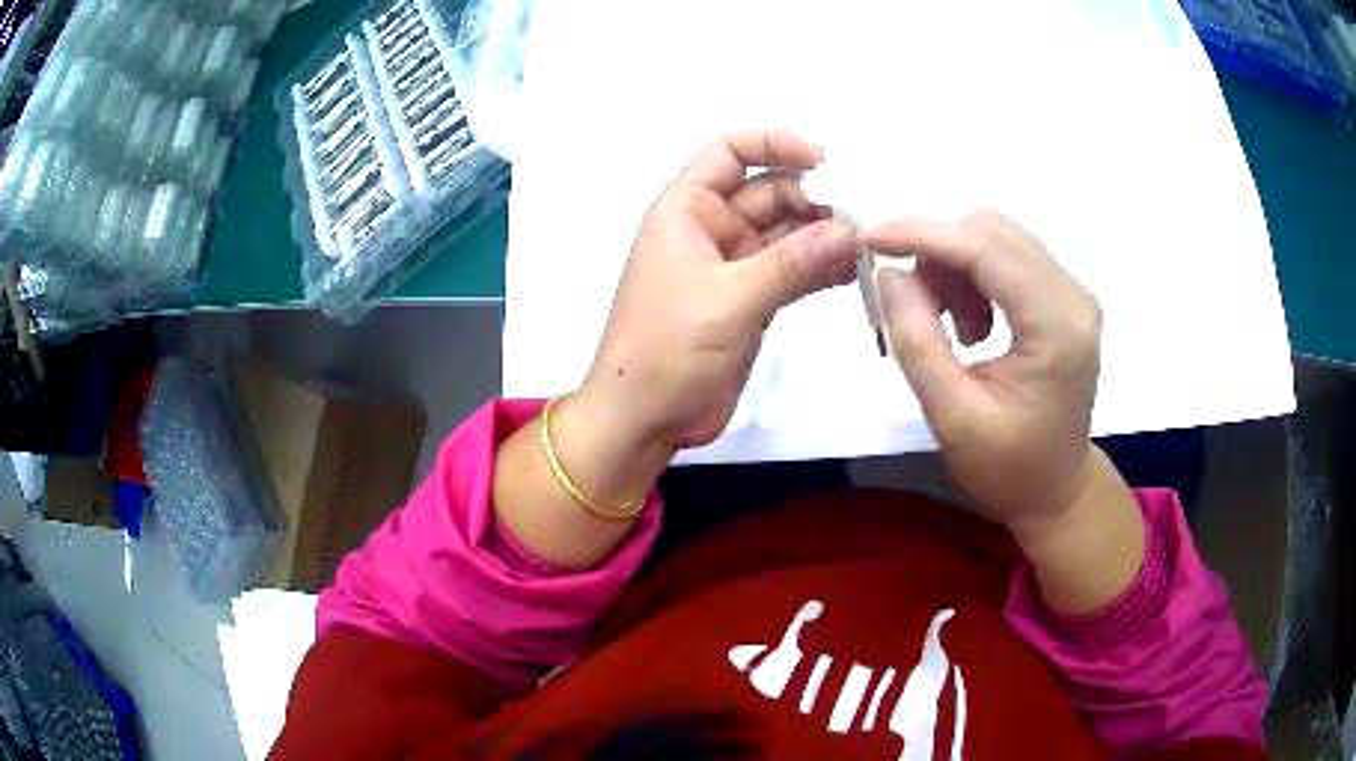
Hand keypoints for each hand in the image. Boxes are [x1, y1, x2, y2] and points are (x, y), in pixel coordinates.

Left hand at [579, 130, 859, 452]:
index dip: (775, 143)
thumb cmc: (665, 349)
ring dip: (826, 237)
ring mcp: (735, 265)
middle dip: (816, 201)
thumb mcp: (728, 299)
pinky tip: (855, 273)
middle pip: (772, 192)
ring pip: (789, 234)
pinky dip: (822, 270)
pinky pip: (794, 271)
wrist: (644, 420)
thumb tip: (850, 231)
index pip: (730, 151)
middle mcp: (712, 228)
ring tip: (869, 246)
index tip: (824, 159)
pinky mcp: (753, 300)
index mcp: (687, 209)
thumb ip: (790, 263)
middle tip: (863, 221)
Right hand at [866, 210, 1102, 538]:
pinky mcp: (1064, 297)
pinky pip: (1008, 256)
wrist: (1057, 491)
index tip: (868, 240)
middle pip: (992, 231)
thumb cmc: (1009, 470)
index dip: (922, 234)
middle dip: (938, 253)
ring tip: (948, 326)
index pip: (985, 249)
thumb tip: (886, 273)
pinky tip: (972, 324)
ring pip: (997, 237)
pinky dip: (973, 275)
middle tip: (913, 305)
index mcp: (1056, 328)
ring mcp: (1073, 293)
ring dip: (955, 266)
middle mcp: (1073, 296)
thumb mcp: (953, 418)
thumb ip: (917, 343)